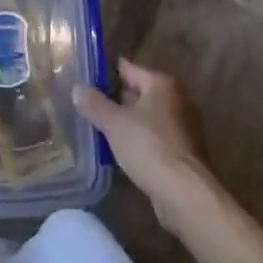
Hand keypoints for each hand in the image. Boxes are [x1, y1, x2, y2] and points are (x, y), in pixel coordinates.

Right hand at [72, 59, 209, 222]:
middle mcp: (176, 98)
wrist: (185, 194)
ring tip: (99, 129)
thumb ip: (94, 104)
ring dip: (127, 123)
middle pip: (138, 92)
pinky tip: (121, 151)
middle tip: (88, 106)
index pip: (127, 68)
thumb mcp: (114, 123)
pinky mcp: (184, 151)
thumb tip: (77, 88)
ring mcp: (183, 126)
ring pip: (146, 117)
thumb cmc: (149, 148)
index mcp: (161, 83)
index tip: (85, 80)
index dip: (105, 73)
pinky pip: (154, 137)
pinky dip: (139, 141)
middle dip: (115, 100)